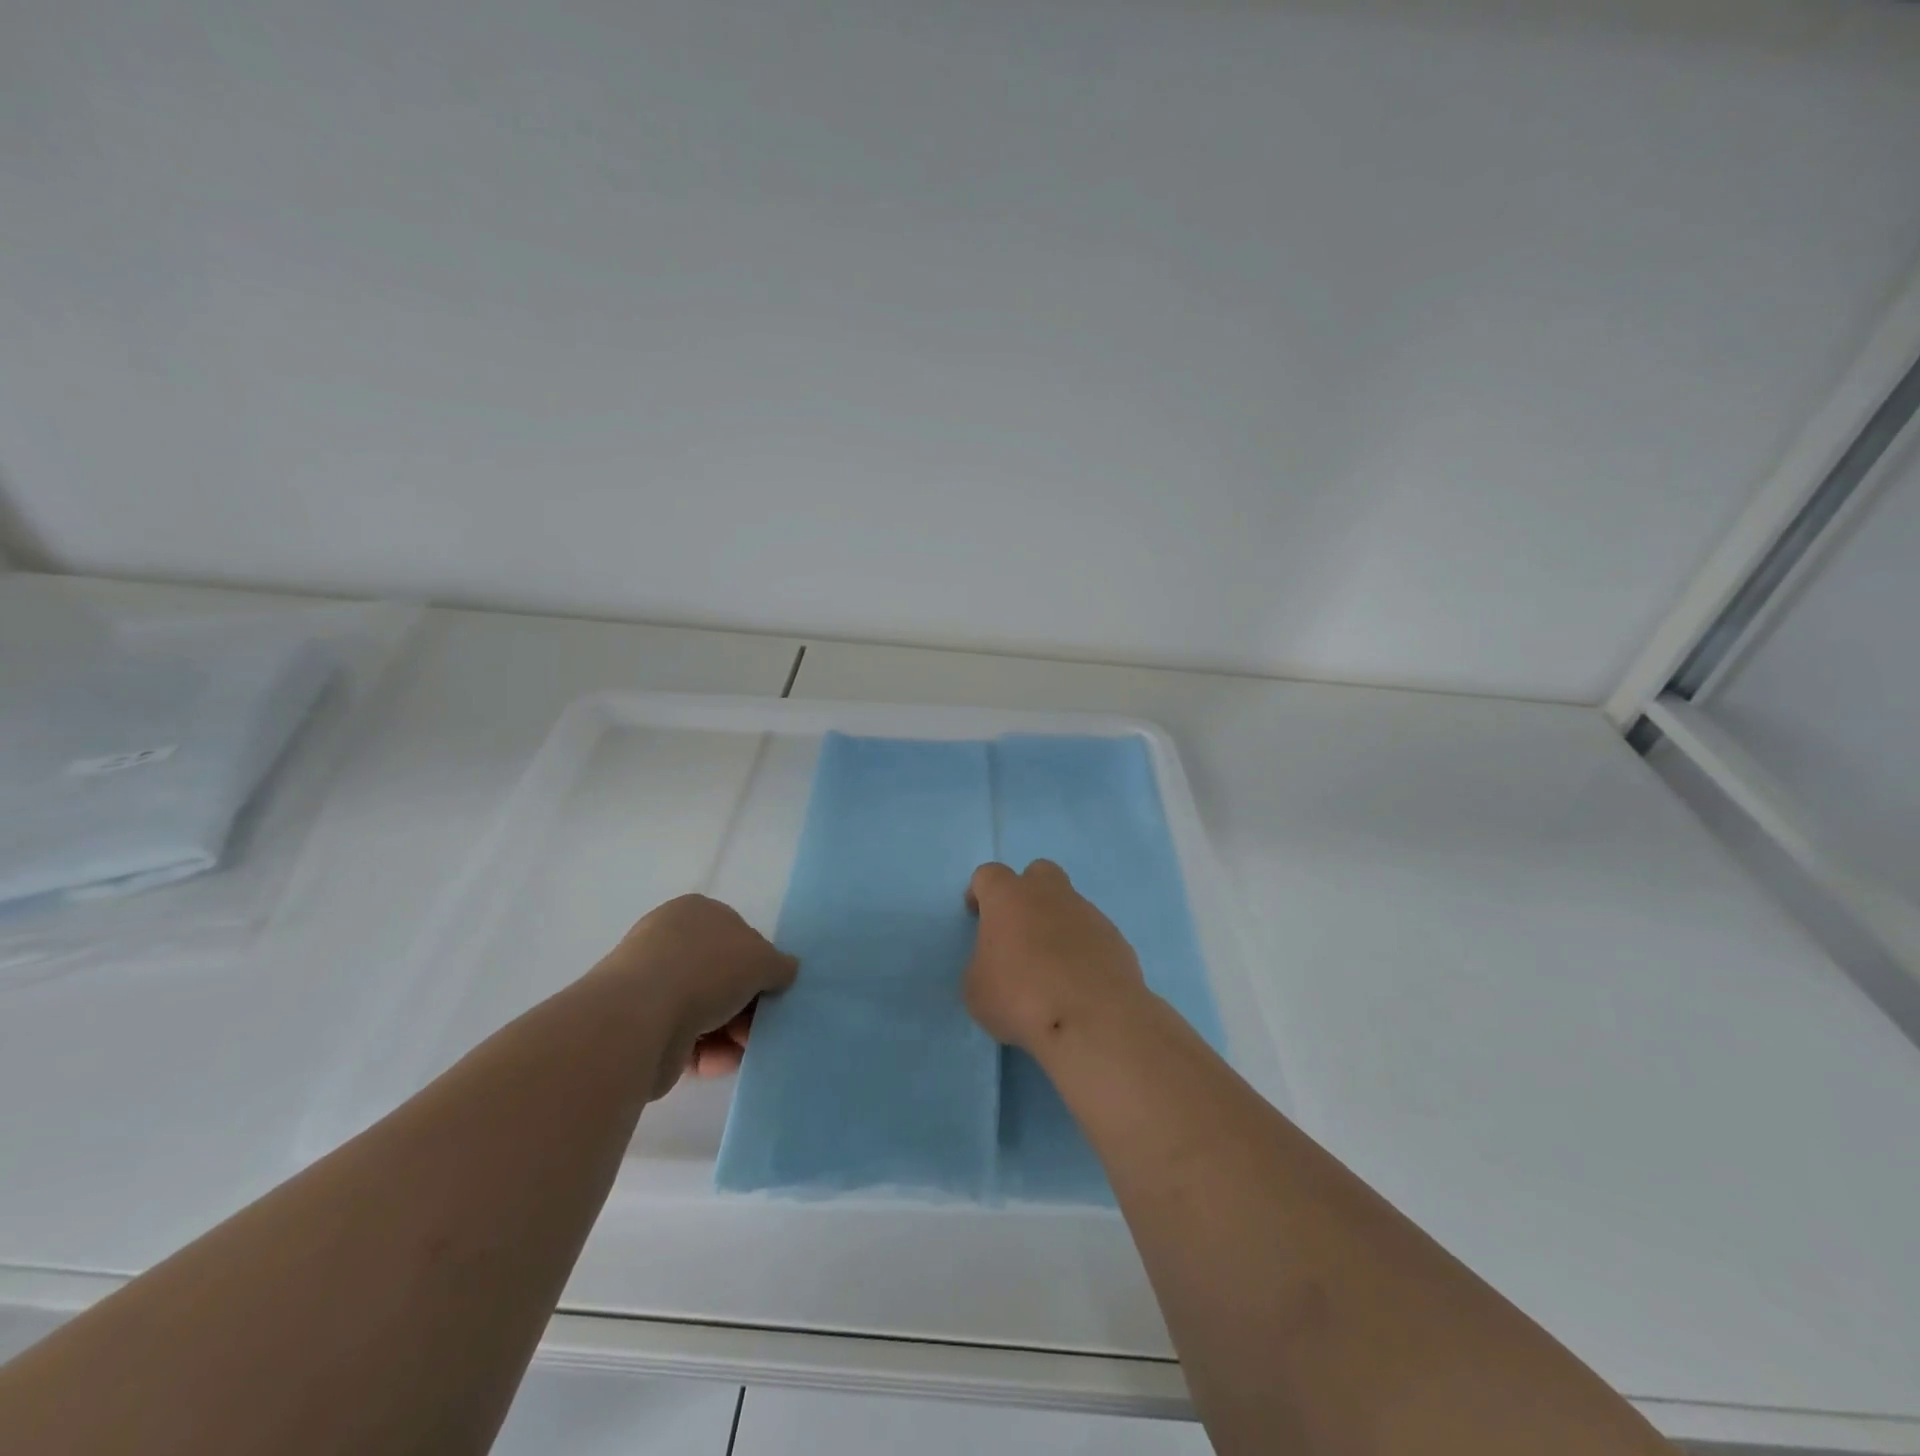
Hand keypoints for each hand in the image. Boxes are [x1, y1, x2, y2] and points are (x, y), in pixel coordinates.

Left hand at [600, 894, 797, 1098]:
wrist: (638, 1019)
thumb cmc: (705, 970)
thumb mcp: (762, 959)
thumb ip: (780, 965)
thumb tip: (784, 972)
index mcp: (695, 912)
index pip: (738, 934)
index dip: (760, 963)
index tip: (773, 989)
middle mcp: (670, 942)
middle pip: (723, 976)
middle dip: (747, 1004)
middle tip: (763, 1026)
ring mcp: (653, 985)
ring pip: (707, 1009)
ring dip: (732, 1032)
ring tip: (745, 1049)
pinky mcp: (643, 1026)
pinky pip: (687, 1038)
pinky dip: (708, 1052)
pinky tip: (721, 1063)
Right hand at [963, 860, 1145, 1052]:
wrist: (1093, 1018)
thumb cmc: (1021, 997)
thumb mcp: (977, 989)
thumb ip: (983, 965)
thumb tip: (998, 965)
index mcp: (1009, 897)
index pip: (989, 875)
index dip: (980, 892)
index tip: (977, 916)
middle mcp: (1050, 894)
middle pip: (1038, 873)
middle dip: (1027, 892)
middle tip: (1019, 929)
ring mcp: (1088, 913)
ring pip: (1069, 905)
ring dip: (1057, 925)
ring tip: (1051, 969)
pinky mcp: (1116, 939)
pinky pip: (1092, 935)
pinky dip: (1083, 950)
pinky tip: (1078, 982)